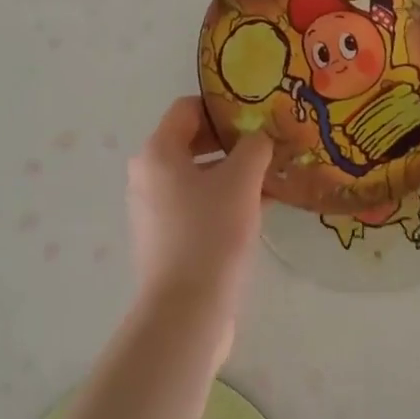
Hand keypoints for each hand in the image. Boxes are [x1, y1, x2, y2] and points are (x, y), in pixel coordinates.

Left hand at [126, 98, 270, 347]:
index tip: (256, 115)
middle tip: (268, 145)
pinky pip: (196, 204)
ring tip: (271, 177)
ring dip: (232, 172)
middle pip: (192, 141)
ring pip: (197, 175)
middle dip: (232, 141)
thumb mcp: (241, 181)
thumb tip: (260, 137)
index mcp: (157, 152)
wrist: (185, 311)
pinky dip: (223, 199)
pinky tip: (260, 208)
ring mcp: (153, 208)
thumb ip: (254, 147)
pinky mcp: (165, 237)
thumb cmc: (211, 233)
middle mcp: (147, 175)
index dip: (222, 107)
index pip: (187, 108)